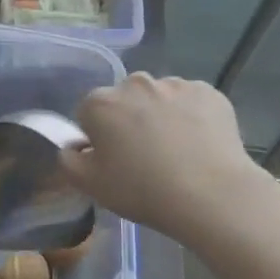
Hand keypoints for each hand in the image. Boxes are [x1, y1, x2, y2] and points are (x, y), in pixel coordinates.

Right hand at [61, 73, 279, 242]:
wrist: (211, 194)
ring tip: (176, 152)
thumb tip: (73, 146)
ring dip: (160, 116)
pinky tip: (198, 144)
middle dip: (128, 120)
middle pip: (124, 101)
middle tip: (143, 157)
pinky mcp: (209, 92)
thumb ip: (68, 160)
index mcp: (100, 102)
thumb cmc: (142, 190)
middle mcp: (135, 83)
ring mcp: (175, 84)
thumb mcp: (90, 185)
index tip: (112, 160)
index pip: (87, 113)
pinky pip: (190, 102)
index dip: (97, 138)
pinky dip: (191, 117)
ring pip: (159, 98)